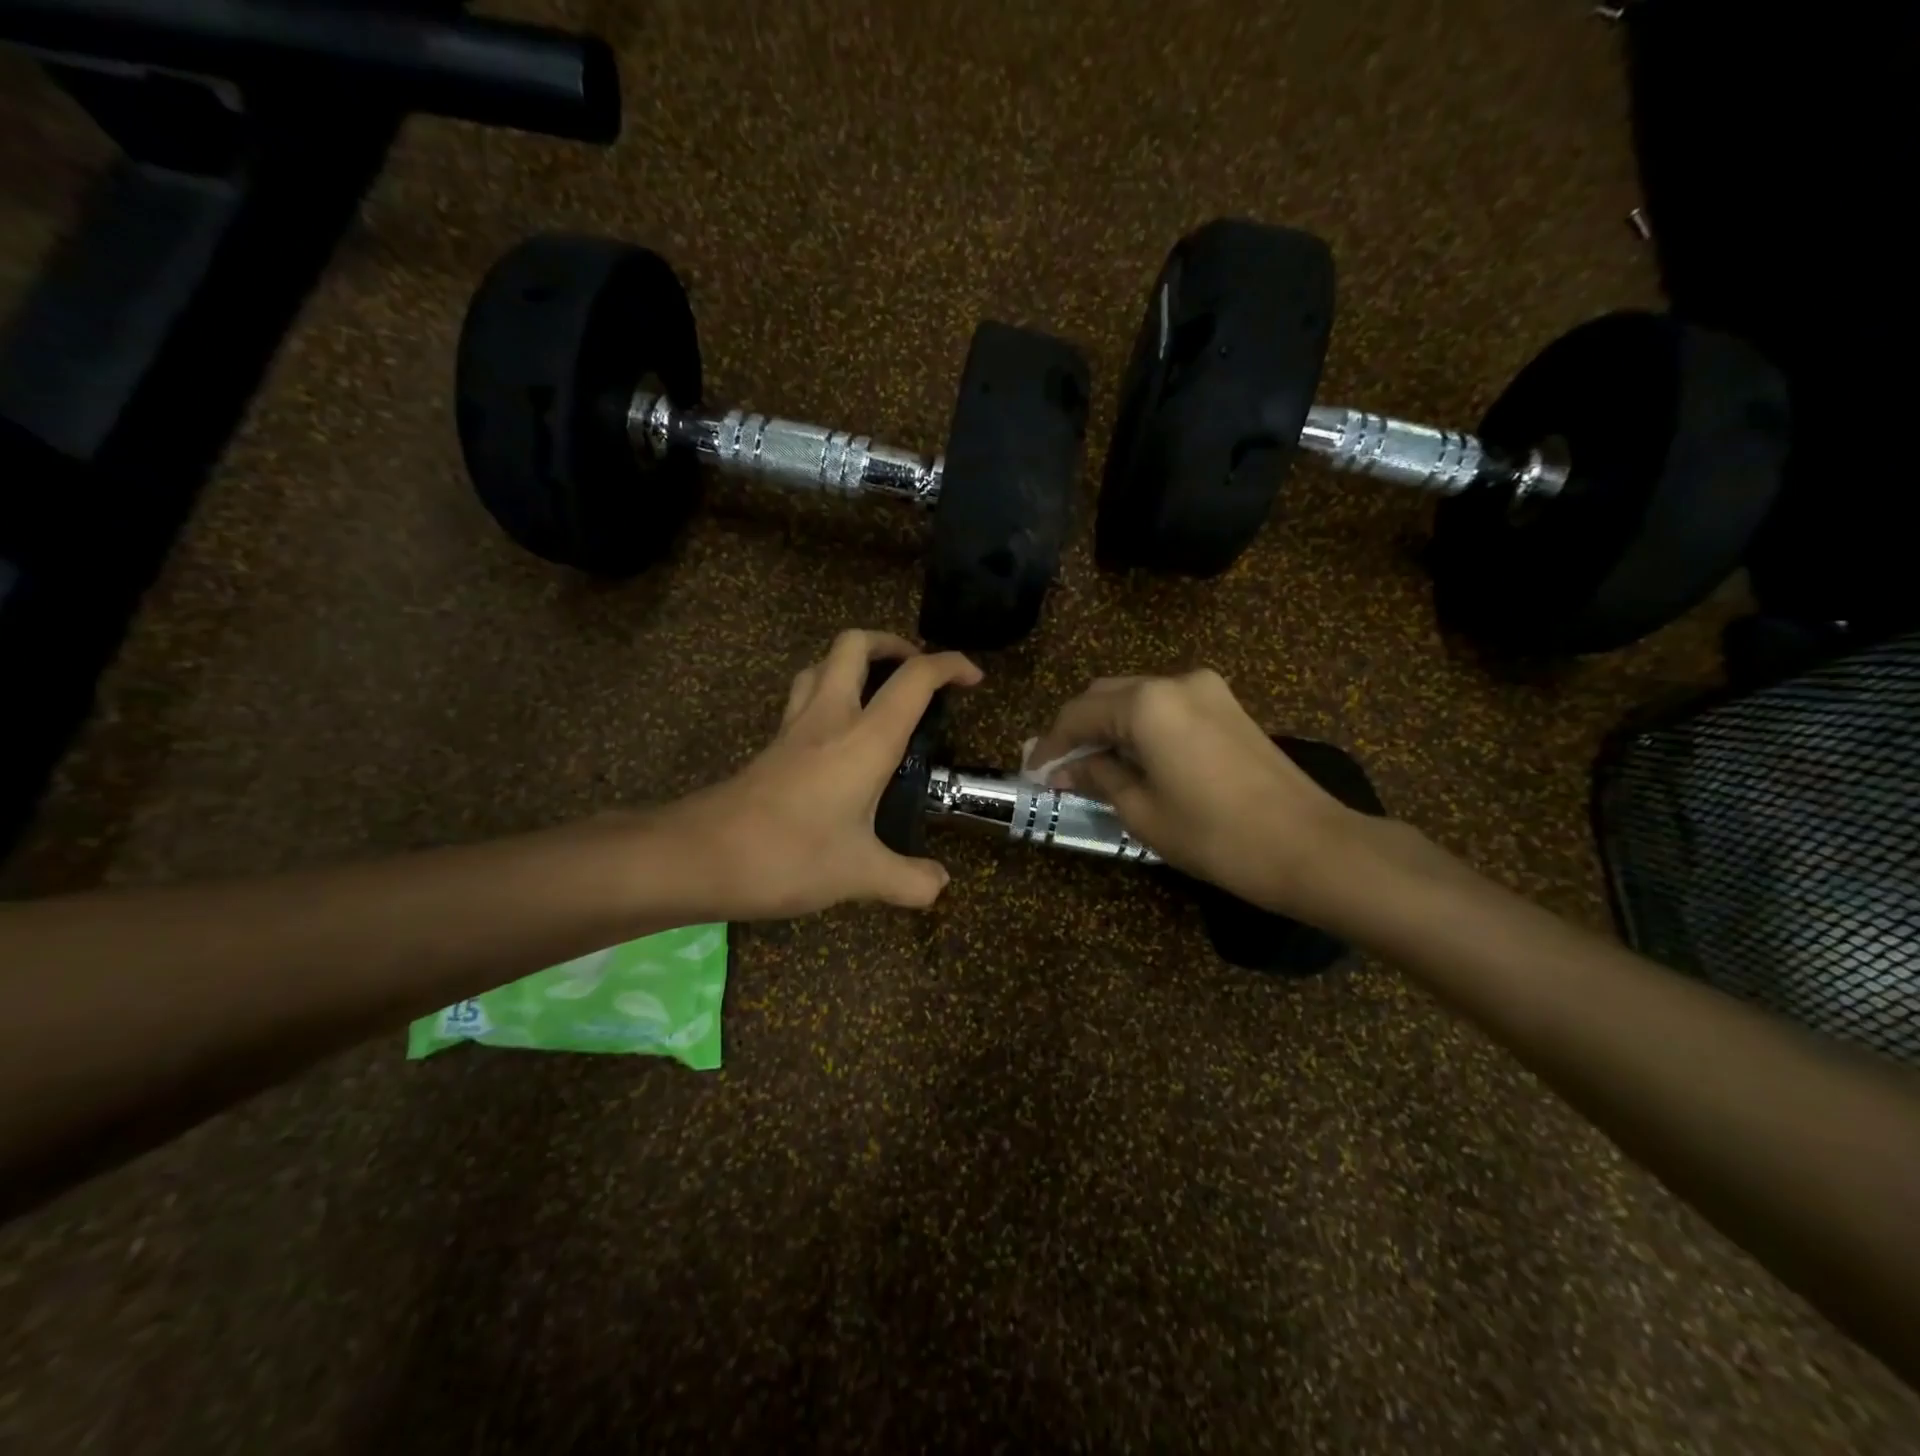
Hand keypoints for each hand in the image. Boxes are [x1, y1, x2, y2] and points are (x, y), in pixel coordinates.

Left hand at [664, 630, 981, 918]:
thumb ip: (908, 880)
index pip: (914, 679)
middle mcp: (830, 717)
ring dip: (854, 663)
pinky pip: (803, 696)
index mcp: (865, 738)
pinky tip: (839, 734)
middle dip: (891, 643)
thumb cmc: (790, 856)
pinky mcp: (772, 745)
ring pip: (821, 664)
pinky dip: (828, 693)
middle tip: (915, 671)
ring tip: (878, 692)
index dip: (950, 665)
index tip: (973, 677)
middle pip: (855, 644)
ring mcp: (794, 727)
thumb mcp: (861, 875)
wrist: (700, 856)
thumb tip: (939, 886)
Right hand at [1028, 670, 1376, 922]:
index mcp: (1146, 703)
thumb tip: (1066, 768)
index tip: (1032, 771)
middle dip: (1077, 730)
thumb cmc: (1215, 835)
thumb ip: (1097, 777)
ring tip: (1090, 766)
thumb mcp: (1141, 811)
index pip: (1078, 714)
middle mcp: (1174, 681)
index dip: (1050, 744)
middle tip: (1056, 767)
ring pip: (1136, 697)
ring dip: (1109, 726)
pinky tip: (1132, 758)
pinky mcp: (1228, 706)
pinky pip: (1167, 707)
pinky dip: (1140, 727)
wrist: (1310, 847)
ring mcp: (1207, 689)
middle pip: (1105, 696)